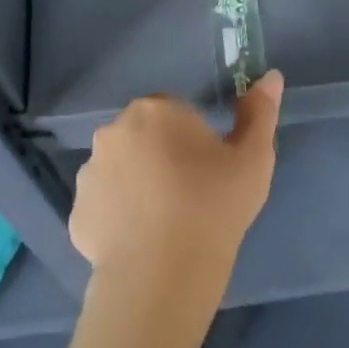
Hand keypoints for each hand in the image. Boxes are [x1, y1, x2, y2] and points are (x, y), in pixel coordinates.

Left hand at [69, 73, 284, 281]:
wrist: (165, 270)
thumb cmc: (215, 204)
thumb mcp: (254, 157)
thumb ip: (261, 112)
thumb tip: (271, 77)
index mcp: (156, 111)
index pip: (175, 111)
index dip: (195, 137)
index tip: (210, 166)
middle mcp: (113, 132)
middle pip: (144, 136)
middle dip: (162, 155)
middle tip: (191, 192)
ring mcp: (89, 173)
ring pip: (121, 169)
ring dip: (139, 183)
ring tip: (166, 220)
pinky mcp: (78, 212)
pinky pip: (105, 205)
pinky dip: (121, 216)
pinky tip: (144, 239)